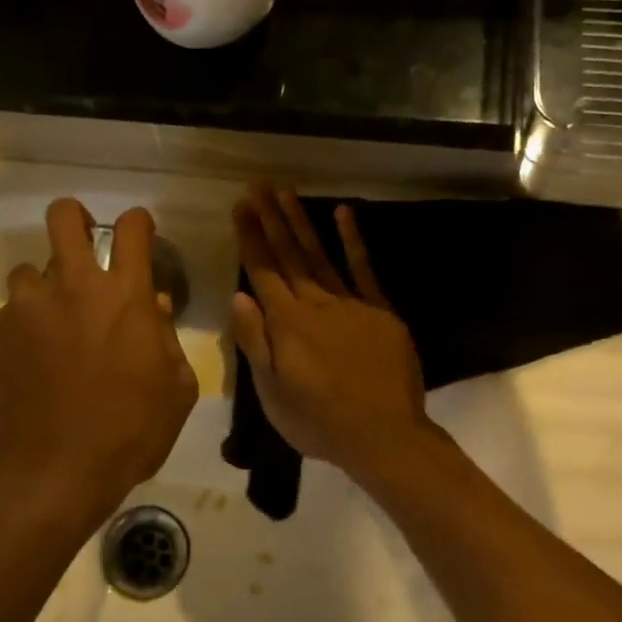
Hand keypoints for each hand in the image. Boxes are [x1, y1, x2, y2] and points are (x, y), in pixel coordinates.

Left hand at [0, 200, 198, 515]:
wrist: (54, 474)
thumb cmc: (129, 433)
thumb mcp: (175, 391)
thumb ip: (166, 340)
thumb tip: (154, 309)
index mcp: (124, 296)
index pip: (132, 228)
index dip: (138, 222)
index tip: (138, 233)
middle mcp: (71, 287)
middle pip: (64, 216)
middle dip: (75, 218)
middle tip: (82, 243)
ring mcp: (25, 308)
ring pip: (28, 270)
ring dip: (44, 290)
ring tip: (50, 326)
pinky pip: (7, 317)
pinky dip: (20, 331)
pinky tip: (27, 366)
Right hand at [229, 184, 435, 477]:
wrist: (383, 436)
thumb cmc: (319, 422)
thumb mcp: (273, 393)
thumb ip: (255, 342)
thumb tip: (238, 296)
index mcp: (286, 324)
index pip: (262, 272)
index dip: (250, 238)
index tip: (240, 207)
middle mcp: (315, 304)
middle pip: (288, 255)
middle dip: (270, 219)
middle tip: (257, 185)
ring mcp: (350, 304)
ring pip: (319, 255)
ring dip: (301, 222)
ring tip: (286, 192)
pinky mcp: (379, 310)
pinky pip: (363, 269)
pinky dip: (352, 241)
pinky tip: (342, 213)